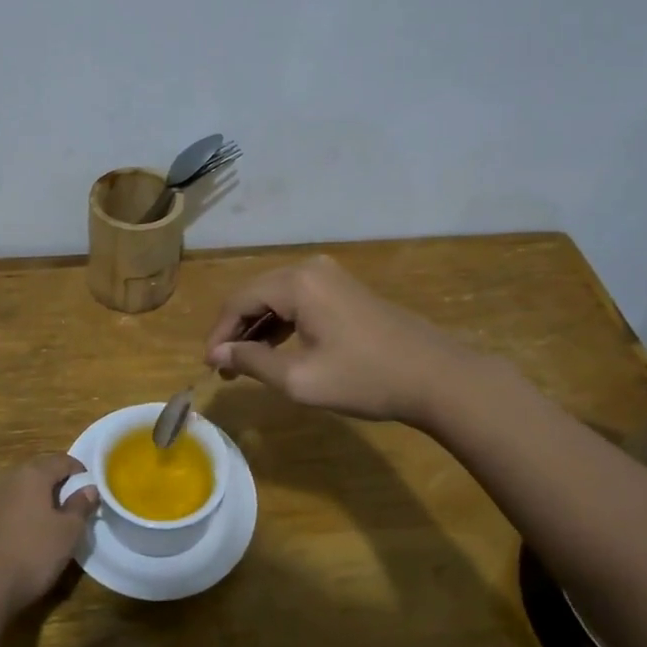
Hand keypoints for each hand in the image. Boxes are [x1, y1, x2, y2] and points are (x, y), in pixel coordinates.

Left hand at [0, 455, 98, 616]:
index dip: (80, 472)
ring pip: (23, 490)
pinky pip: (10, 507)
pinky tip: (28, 537)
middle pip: (41, 471)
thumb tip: (89, 488)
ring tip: (53, 524)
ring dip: (40, 501)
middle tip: (74, 508)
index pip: (63, 460)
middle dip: (59, 486)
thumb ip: (81, 506)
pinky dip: (23, 514)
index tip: (91, 491)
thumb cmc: (31, 553)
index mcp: (33, 473)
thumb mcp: (67, 532)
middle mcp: (9, 477)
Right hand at [204, 255, 489, 424]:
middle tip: (223, 367)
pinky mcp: (344, 290)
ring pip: (277, 298)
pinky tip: (275, 350)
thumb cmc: (365, 378)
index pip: (239, 301)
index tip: (209, 366)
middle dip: (236, 330)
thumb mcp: (300, 378)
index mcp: (297, 282)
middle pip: (256, 294)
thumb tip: (218, 354)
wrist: (437, 378)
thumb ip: (253, 362)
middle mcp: (310, 268)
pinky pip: (298, 301)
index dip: (219, 333)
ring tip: (243, 365)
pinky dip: (281, 324)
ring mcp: (330, 277)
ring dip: (257, 329)